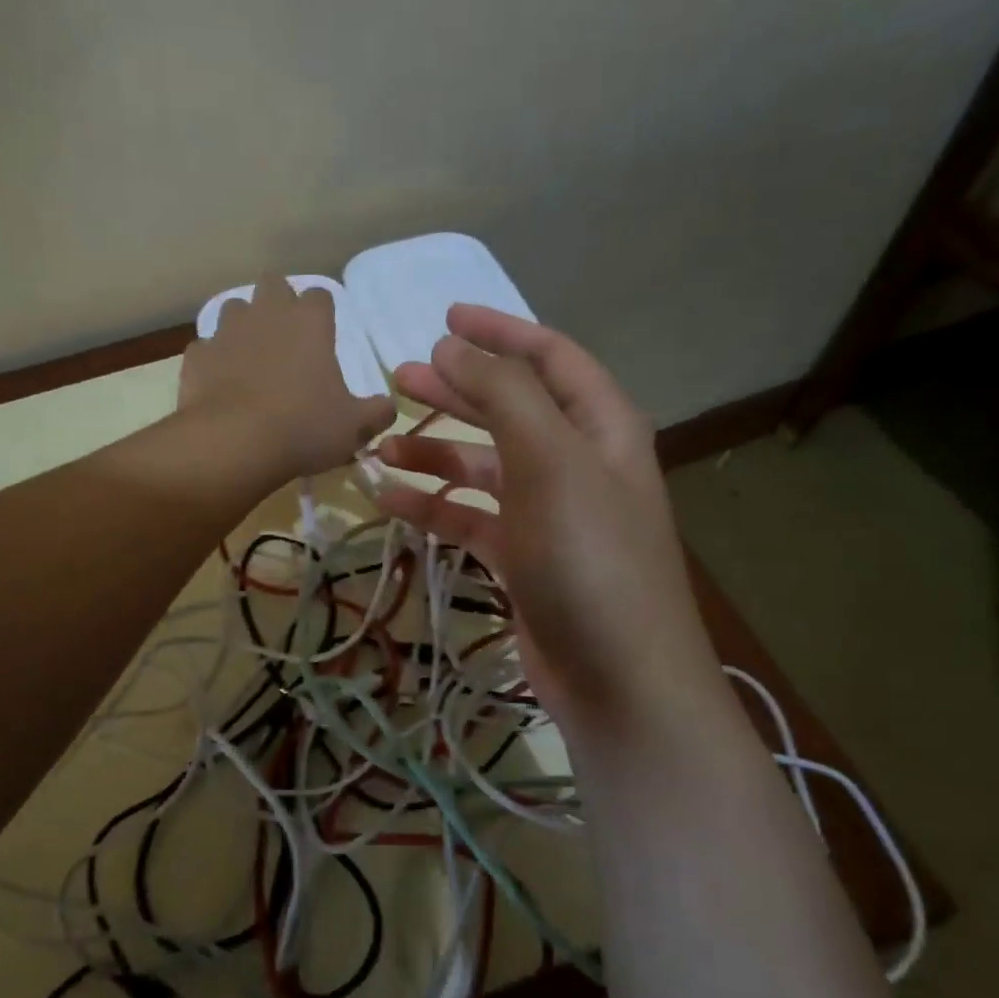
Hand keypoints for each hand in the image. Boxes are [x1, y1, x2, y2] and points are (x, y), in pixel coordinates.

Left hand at [180, 279, 396, 482]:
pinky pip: (206, 348)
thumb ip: (376, 413)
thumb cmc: (304, 428)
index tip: (323, 338)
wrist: (234, 443)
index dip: (322, 314)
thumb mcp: (354, 427)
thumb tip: (388, 408)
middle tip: (286, 339)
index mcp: (310, 323)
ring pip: (233, 308)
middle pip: (273, 285)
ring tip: (250, 358)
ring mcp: (226, 332)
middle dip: (278, 303)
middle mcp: (267, 314)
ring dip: (243, 326)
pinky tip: (220, 384)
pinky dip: (213, 360)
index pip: (320, 296)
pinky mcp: (197, 357)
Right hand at [374, 306, 726, 750]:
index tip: (443, 318)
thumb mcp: (550, 462)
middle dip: (456, 390)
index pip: (550, 358)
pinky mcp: (521, 558)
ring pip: (482, 465)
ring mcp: (547, 513)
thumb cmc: (589, 558)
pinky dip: (431, 505)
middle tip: (399, 378)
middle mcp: (576, 462)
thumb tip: (451, 345)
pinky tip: (388, 500)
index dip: (500, 332)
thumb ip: (502, 394)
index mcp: (599, 427)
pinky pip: (469, 517)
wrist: (618, 678)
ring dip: (434, 451)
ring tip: (380, 445)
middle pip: (509, 408)